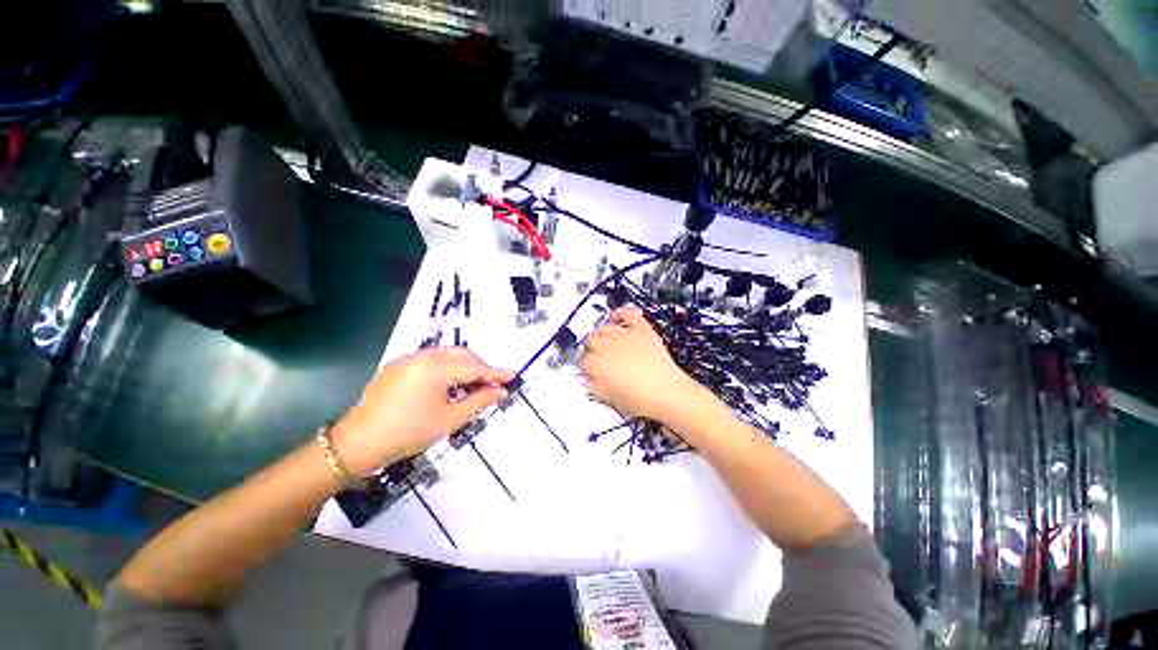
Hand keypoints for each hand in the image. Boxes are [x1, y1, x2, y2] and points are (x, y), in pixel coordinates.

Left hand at [332, 348, 513, 474]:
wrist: (358, 443)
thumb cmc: (408, 433)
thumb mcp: (449, 420)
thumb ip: (479, 401)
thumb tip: (501, 392)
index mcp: (436, 368)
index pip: (475, 367)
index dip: (496, 373)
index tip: (513, 376)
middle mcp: (423, 356)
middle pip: (462, 355)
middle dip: (480, 367)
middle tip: (492, 386)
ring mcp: (408, 359)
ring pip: (447, 355)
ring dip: (464, 367)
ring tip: (472, 387)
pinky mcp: (398, 365)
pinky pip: (431, 360)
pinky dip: (447, 368)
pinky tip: (448, 386)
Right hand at [582, 308, 709, 423]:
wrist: (669, 393)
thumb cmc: (642, 399)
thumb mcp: (611, 398)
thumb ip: (595, 386)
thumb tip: (589, 380)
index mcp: (600, 364)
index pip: (584, 360)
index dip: (586, 366)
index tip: (589, 370)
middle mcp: (610, 346)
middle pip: (591, 340)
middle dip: (592, 349)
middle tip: (597, 357)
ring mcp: (627, 336)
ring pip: (605, 327)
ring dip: (602, 333)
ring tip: (604, 340)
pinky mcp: (642, 330)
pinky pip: (629, 314)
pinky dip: (622, 313)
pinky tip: (617, 316)